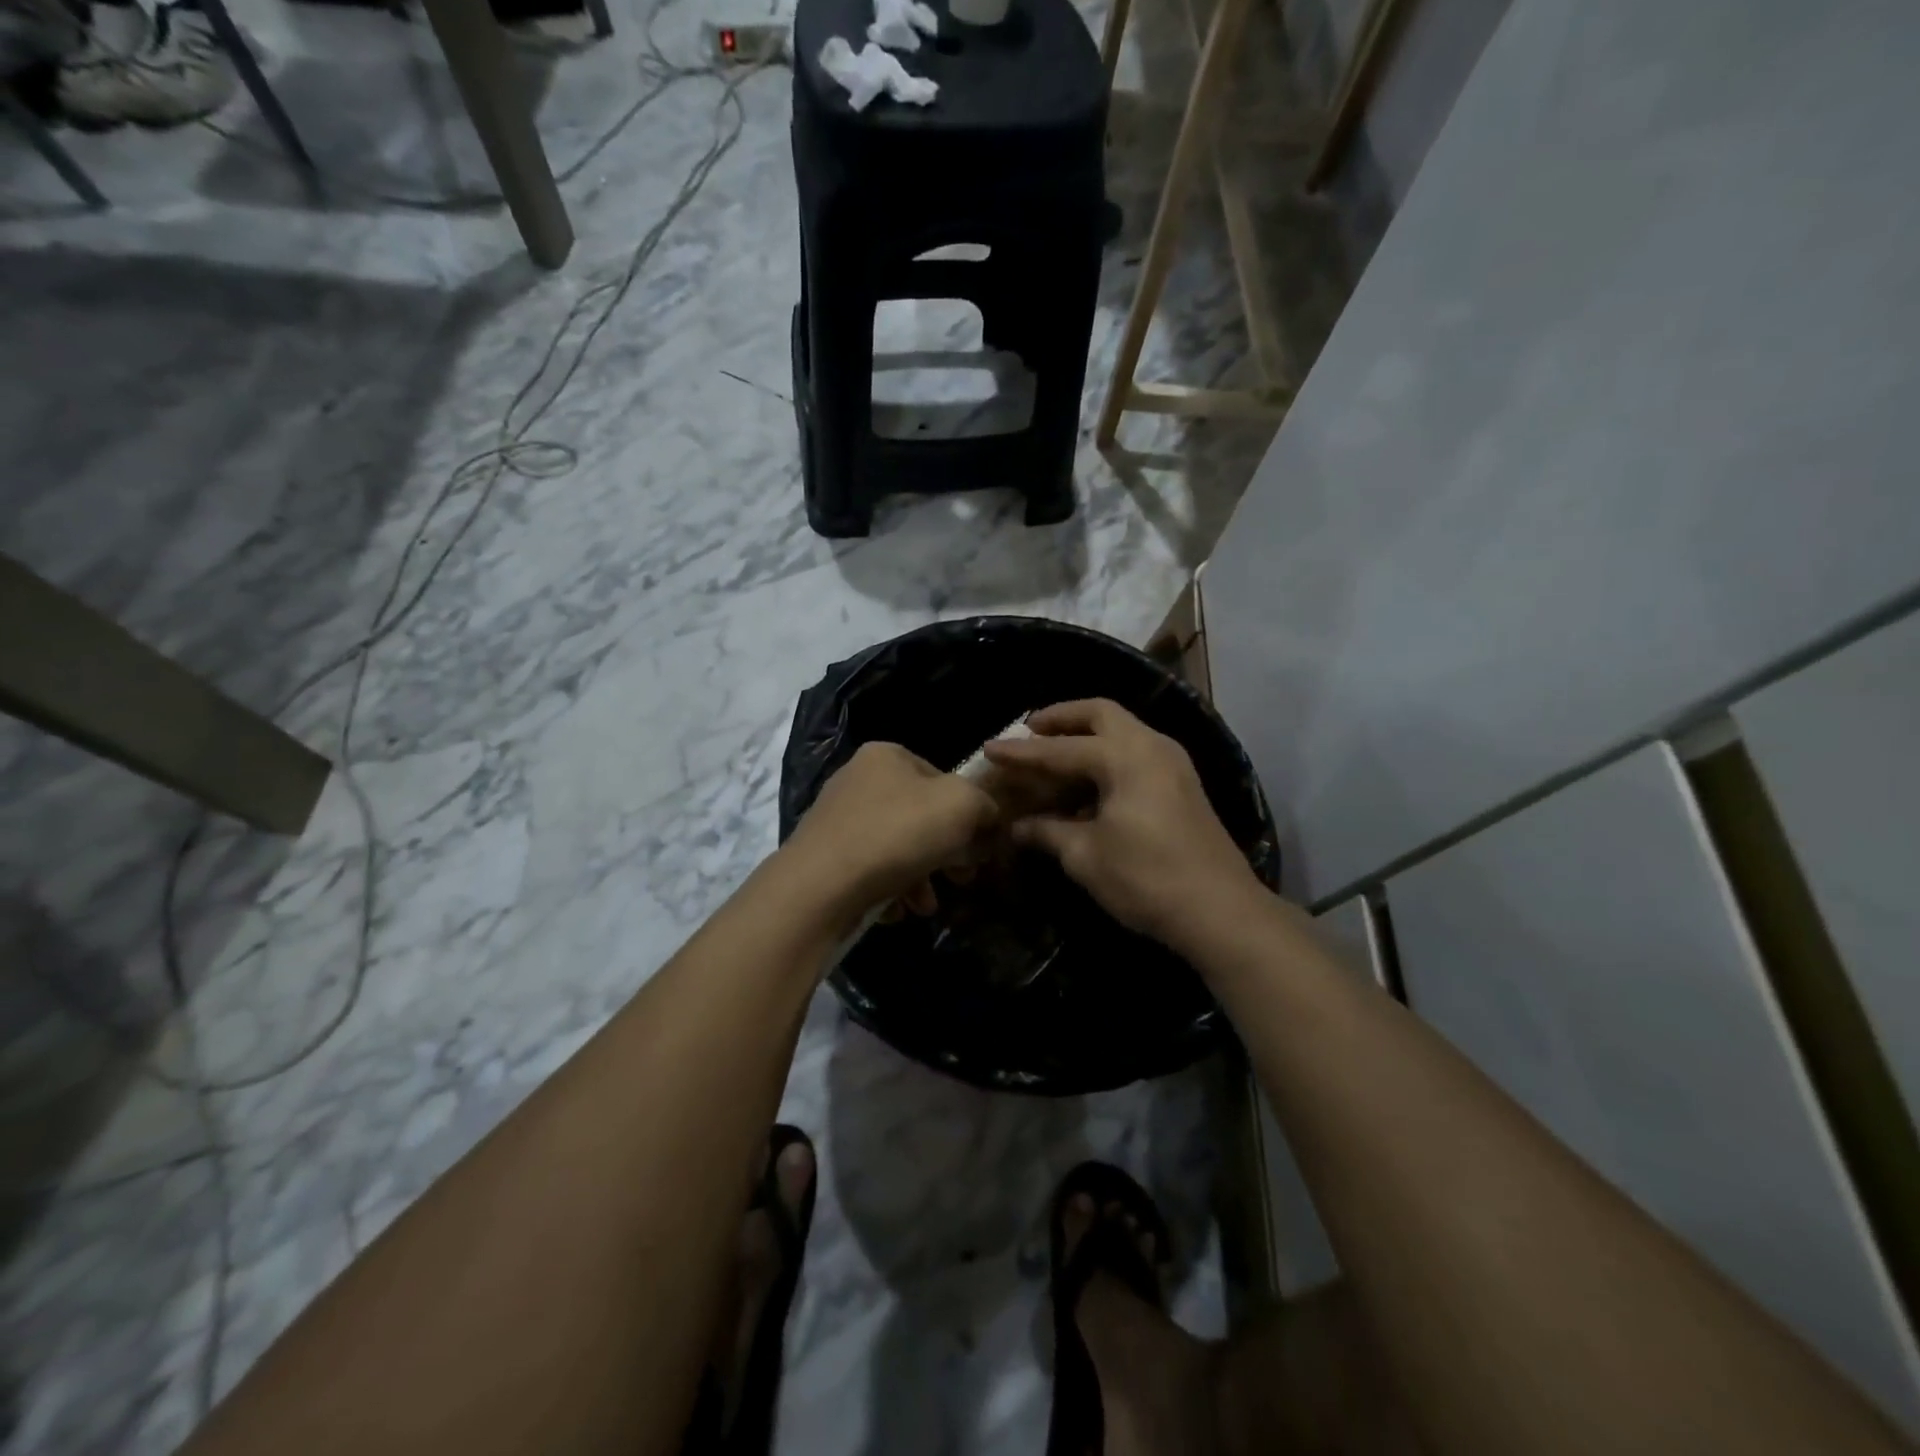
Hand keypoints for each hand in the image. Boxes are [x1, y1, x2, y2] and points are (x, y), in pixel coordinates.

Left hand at [781, 741, 1001, 927]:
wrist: (820, 886)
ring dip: (921, 879)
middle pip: (920, 817)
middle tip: (961, 880)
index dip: (968, 814)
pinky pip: (870, 871)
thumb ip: (984, 804)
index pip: (943, 779)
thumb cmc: (896, 834)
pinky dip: (889, 890)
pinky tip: (895, 910)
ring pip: (897, 848)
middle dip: (946, 853)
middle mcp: (858, 780)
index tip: (980, 850)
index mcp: (887, 756)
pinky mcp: (824, 858)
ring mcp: (837, 820)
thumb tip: (987, 819)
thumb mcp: (960, 805)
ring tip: (925, 906)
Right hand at [983, 699, 1264, 951]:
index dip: (1021, 751)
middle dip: (1061, 718)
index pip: (1060, 748)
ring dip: (1087, 734)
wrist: (1220, 911)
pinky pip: (1136, 752)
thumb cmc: (1146, 878)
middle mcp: (1151, 746)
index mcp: (1125, 756)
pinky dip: (1107, 754)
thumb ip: (1048, 832)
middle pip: (1101, 713)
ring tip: (1054, 751)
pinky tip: (1088, 781)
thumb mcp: (1086, 856)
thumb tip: (1019, 827)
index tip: (989, 747)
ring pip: (1123, 730)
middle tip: (1029, 728)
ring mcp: (1173, 763)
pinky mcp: (1183, 785)